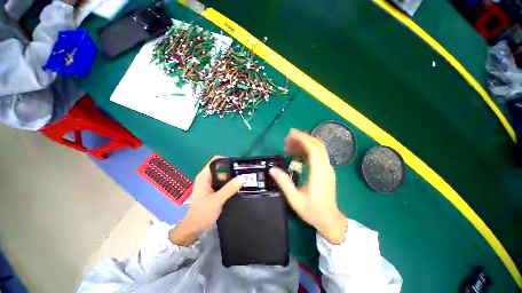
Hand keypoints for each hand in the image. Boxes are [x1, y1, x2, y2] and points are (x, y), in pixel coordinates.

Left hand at [170, 156, 243, 245]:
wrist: (193, 228)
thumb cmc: (202, 213)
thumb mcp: (217, 200)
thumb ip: (230, 188)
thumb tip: (243, 177)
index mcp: (204, 176)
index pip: (216, 160)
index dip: (227, 160)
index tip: (238, 165)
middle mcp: (207, 177)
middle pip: (221, 167)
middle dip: (232, 169)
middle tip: (243, 173)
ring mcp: (209, 183)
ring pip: (223, 175)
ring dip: (232, 177)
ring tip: (243, 179)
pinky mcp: (213, 190)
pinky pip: (223, 182)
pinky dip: (230, 183)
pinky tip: (237, 186)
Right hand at [269, 129, 347, 243]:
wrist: (330, 220)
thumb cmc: (313, 211)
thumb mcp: (295, 199)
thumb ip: (284, 183)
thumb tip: (272, 170)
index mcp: (319, 173)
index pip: (313, 149)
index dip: (303, 139)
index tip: (290, 134)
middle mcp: (325, 168)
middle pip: (317, 145)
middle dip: (303, 138)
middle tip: (288, 137)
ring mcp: (328, 169)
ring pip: (319, 149)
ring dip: (305, 143)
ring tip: (290, 144)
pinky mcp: (326, 170)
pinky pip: (318, 155)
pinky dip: (308, 150)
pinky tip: (297, 153)